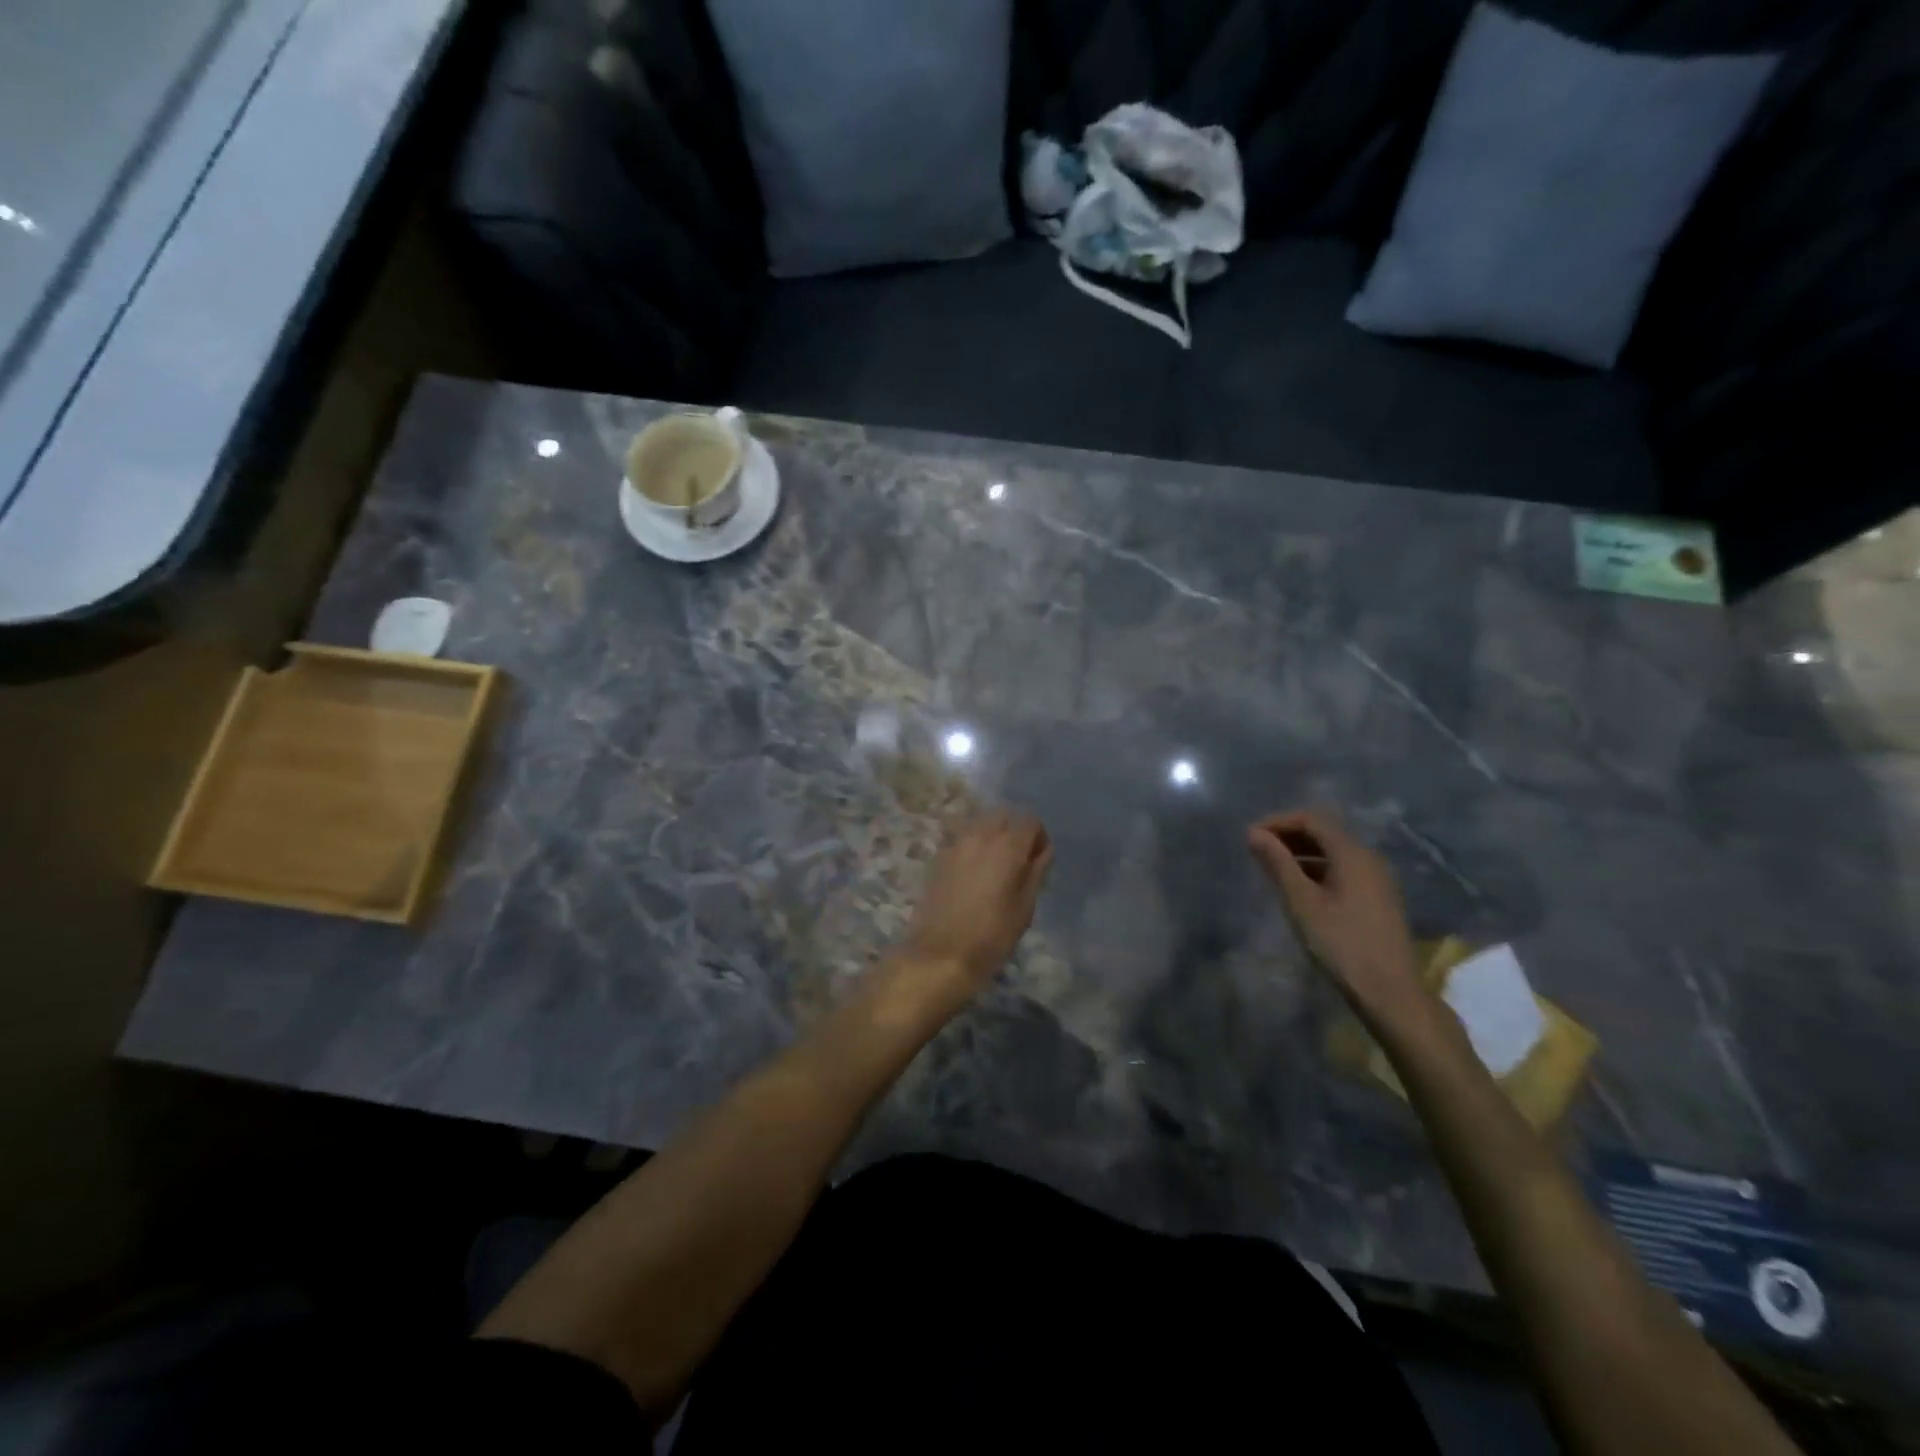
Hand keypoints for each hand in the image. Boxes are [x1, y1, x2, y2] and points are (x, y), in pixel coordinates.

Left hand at [901, 811, 1052, 996]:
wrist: (940, 955)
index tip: (1038, 860)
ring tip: (995, 867)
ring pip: (980, 824)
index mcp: (1007, 846)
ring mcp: (955, 844)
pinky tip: (972, 875)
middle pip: (1003, 815)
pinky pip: (962, 840)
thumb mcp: (1024, 908)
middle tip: (1018, 861)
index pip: (1030, 820)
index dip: (1038, 837)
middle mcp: (980, 836)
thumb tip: (1043, 851)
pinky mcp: (938, 857)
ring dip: (992, 836)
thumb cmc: (991, 936)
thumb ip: (1036, 872)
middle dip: (1014, 830)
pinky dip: (972, 847)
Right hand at [1247, 809, 1432, 1030]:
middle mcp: (1368, 859)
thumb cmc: (1341, 943)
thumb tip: (1254, 833)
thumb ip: (1277, 863)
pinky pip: (1343, 871)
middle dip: (1288, 837)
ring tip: (1273, 870)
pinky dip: (1317, 870)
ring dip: (1301, 854)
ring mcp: (1377, 880)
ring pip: (1333, 853)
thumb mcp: (1301, 902)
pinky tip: (1299, 890)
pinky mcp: (1378, 899)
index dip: (1278, 822)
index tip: (1251, 837)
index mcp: (1352, 854)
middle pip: (1324, 833)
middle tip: (1257, 852)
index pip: (1311, 819)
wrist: (1390, 992)